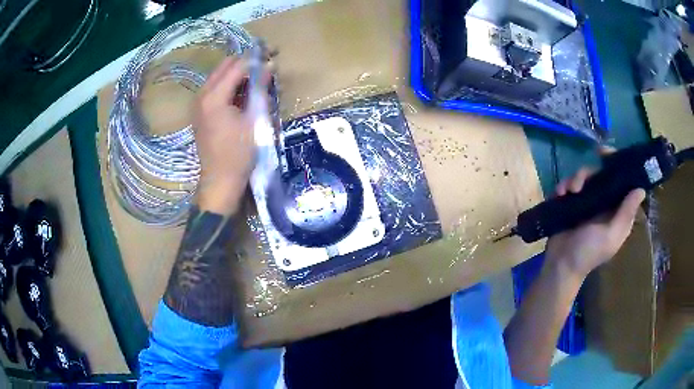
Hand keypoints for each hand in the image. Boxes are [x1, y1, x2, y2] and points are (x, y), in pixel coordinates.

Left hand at [193, 57, 260, 214]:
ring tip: (256, 78)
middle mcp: (202, 95)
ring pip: (218, 76)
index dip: (256, 58)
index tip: (273, 54)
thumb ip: (260, 90)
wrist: (220, 181)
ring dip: (236, 72)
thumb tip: (269, 67)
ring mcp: (198, 104)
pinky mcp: (199, 112)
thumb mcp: (255, 120)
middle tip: (265, 64)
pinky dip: (228, 84)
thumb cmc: (239, 154)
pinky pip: (214, 88)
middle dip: (245, 62)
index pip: (237, 66)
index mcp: (214, 96)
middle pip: (225, 66)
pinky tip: (242, 91)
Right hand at [544, 168, 645, 279]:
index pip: (621, 181)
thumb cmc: (589, 253)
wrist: (561, 266)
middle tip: (581, 178)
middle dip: (589, 172)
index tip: (606, 154)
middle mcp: (603, 202)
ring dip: (575, 179)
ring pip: (584, 177)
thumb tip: (641, 189)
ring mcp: (586, 203)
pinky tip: (560, 194)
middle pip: (600, 174)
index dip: (616, 164)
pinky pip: (569, 185)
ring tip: (569, 192)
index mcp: (616, 209)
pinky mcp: (571, 204)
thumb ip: (626, 213)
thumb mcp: (611, 235)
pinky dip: (564, 186)